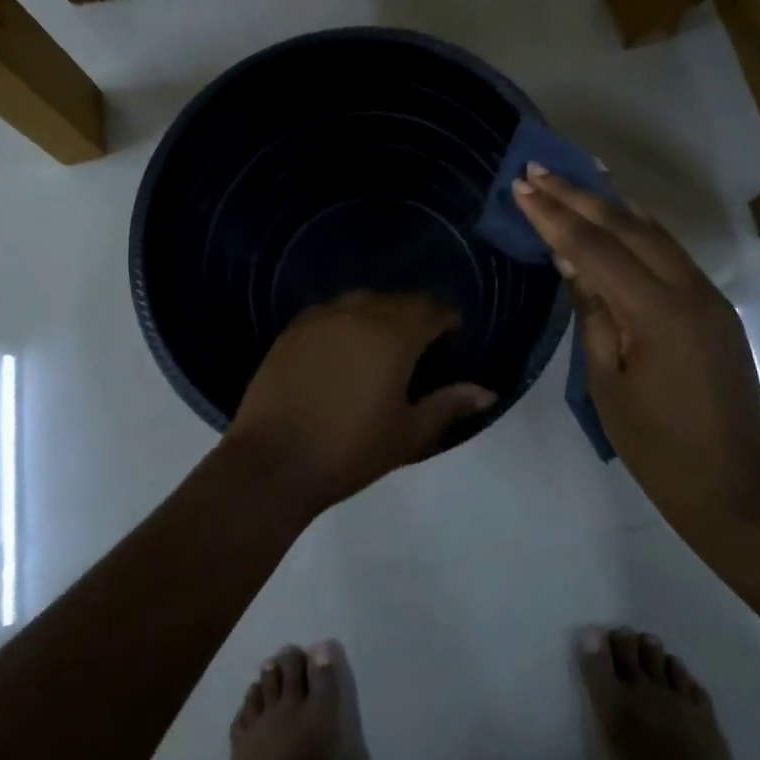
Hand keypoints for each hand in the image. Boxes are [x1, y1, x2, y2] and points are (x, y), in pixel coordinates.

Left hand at [224, 291, 496, 515]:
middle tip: (422, 343)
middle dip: (416, 314)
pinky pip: (331, 310)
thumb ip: (447, 405)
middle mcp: (359, 314)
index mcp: (394, 336)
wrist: (274, 461)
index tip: (453, 336)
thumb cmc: (349, 452)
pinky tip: (345, 343)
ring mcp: (322, 317)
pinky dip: (347, 318)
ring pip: (363, 299)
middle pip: (398, 300)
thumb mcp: (407, 434)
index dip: (448, 319)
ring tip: (384, 341)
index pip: (431, 310)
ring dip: (381, 312)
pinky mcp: (294, 327)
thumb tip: (486, 392)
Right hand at [513, 168, 759, 530]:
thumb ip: (592, 311)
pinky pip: (671, 251)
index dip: (554, 215)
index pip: (594, 248)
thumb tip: (572, 259)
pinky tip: (620, 211)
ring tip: (575, 174)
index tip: (522, 186)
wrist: (736, 489)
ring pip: (654, 230)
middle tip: (539, 169)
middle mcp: (689, 290)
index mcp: (657, 313)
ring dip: (610, 201)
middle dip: (578, 195)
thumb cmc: (656, 445)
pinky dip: (639, 225)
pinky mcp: (714, 306)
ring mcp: (708, 295)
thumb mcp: (606, 380)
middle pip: (626, 226)